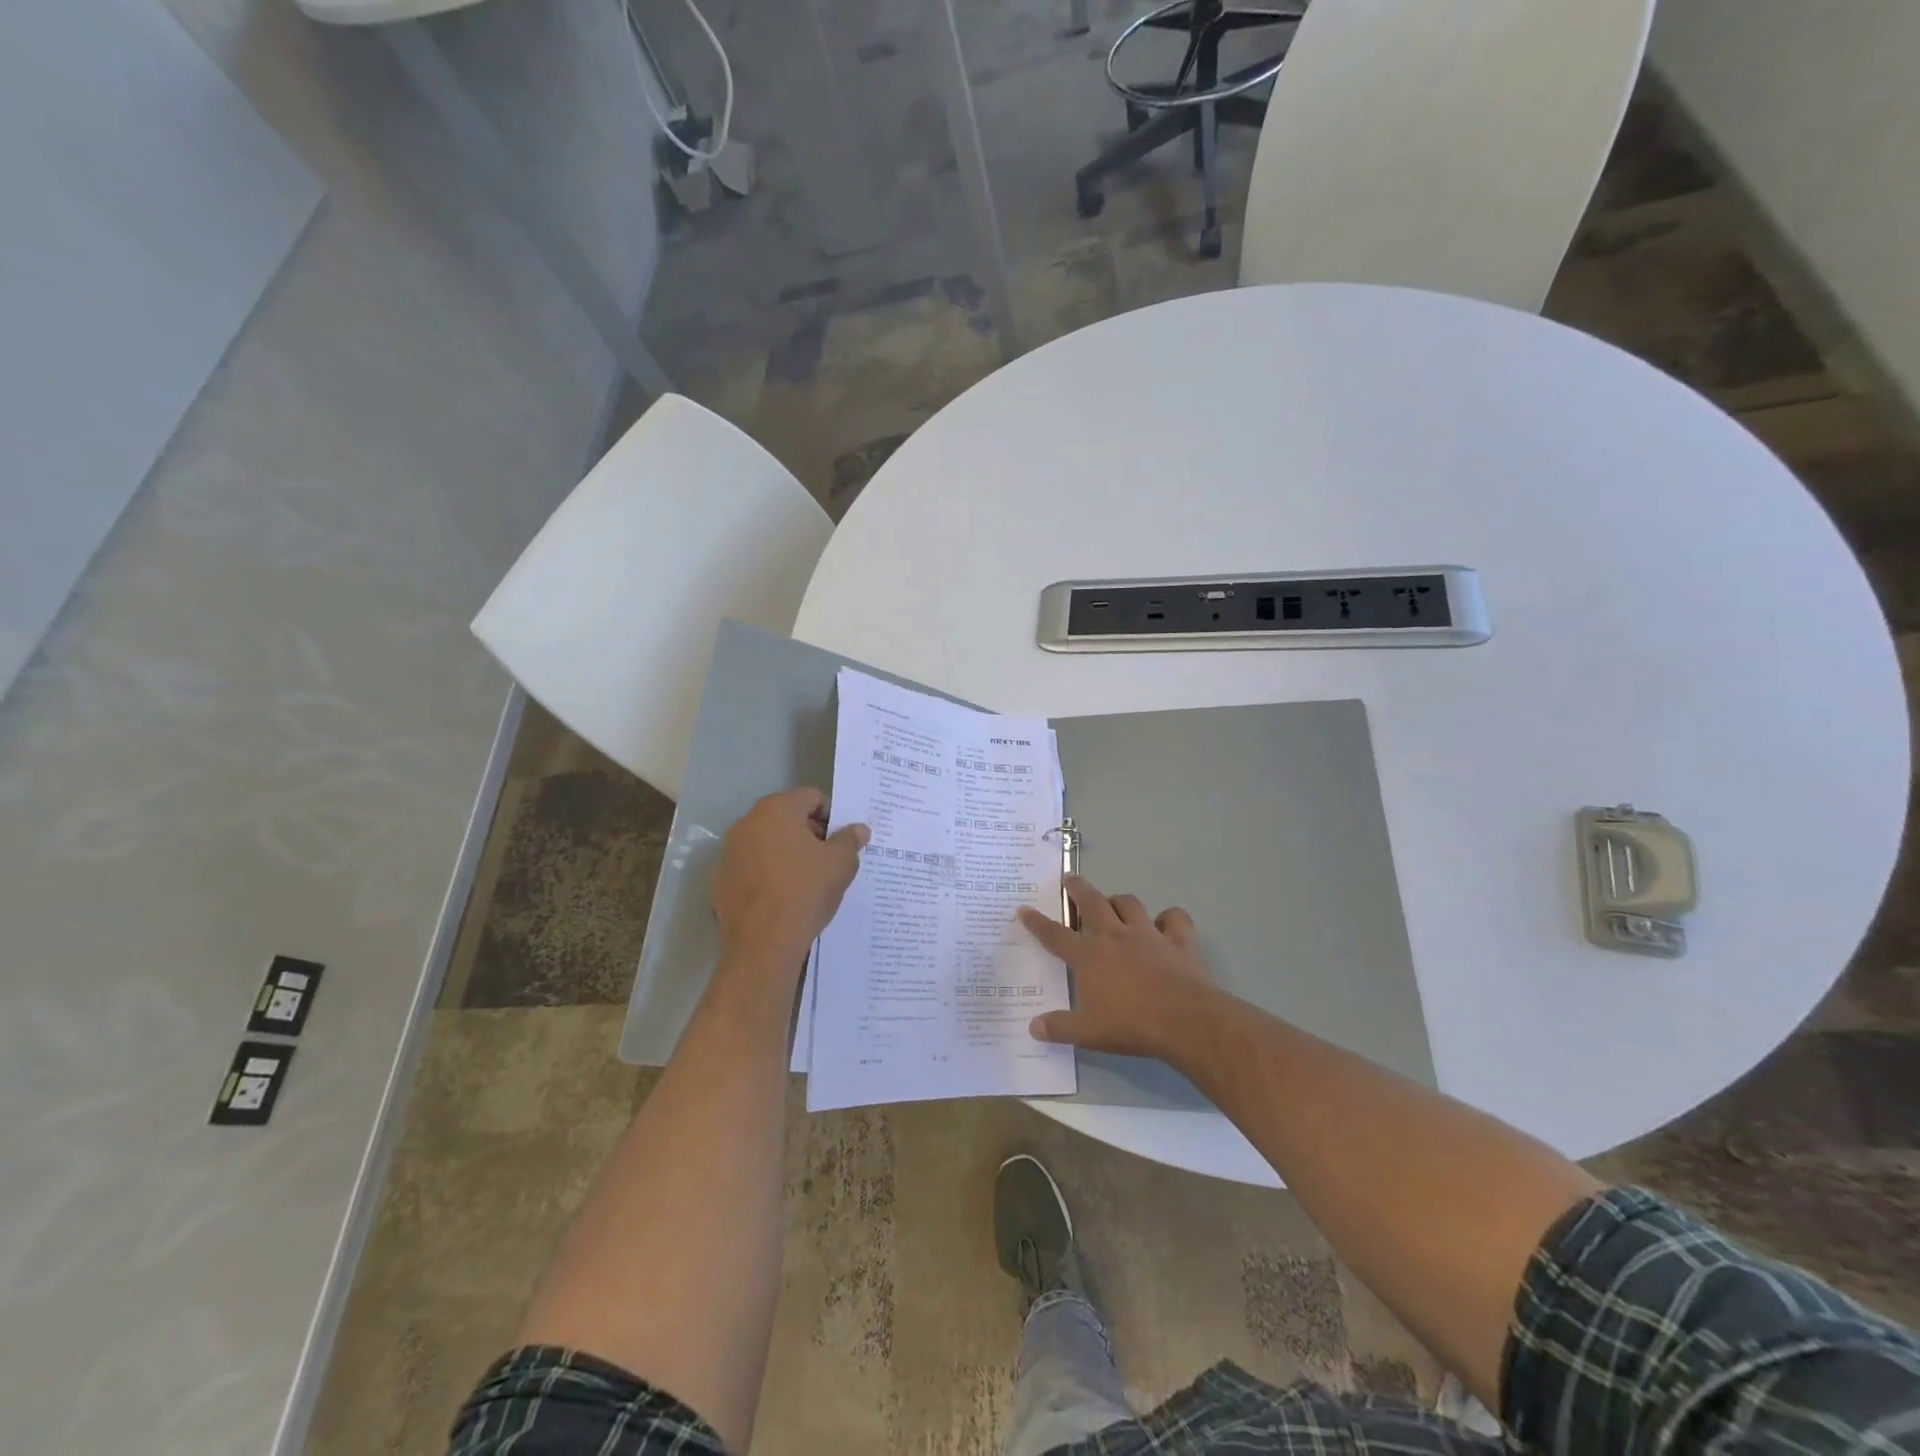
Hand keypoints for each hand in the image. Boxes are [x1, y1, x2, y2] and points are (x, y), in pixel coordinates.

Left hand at [712, 788, 868, 972]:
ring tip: (805, 881)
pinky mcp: (720, 881)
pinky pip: (750, 868)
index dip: (831, 816)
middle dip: (808, 833)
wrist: (763, 944)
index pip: (811, 797)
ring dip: (786, 854)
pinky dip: (766, 875)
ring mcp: (728, 852)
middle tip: (827, 860)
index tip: (840, 841)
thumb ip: (850, 840)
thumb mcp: (841, 864)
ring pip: (766, 843)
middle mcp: (747, 823)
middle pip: (786, 817)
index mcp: (776, 810)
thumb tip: (858, 829)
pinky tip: (781, 898)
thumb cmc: (806, 891)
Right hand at [1017, 876, 1220, 1062]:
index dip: (1037, 922)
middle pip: (1092, 903)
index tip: (1024, 909)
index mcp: (1088, 956)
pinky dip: (1169, 918)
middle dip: (1078, 889)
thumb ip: (1059, 1027)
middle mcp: (1115, 936)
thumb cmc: (1131, 1025)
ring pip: (1129, 904)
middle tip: (1071, 879)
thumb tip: (1033, 1026)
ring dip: (1119, 901)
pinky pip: (1174, 918)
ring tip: (1114, 902)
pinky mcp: (1178, 940)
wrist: (1184, 1020)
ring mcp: (1148, 934)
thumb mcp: (1087, 1033)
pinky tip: (1166, 924)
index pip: (1055, 935)